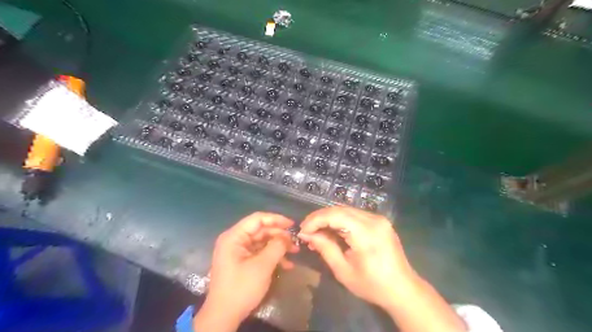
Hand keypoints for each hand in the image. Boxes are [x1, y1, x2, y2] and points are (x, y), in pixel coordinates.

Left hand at [196, 213, 298, 331]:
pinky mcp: (242, 261)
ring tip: (295, 252)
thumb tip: (287, 236)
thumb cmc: (241, 288)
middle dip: (279, 235)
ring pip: (262, 241)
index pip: (257, 219)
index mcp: (234, 236)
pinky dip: (272, 256)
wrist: (224, 316)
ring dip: (278, 246)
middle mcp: (235, 240)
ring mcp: (238, 251)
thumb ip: (276, 246)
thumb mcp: (262, 266)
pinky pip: (260, 253)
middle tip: (296, 242)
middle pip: (261, 230)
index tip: (292, 225)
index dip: (276, 219)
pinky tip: (287, 264)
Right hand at [295, 206, 415, 310]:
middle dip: (320, 218)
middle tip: (306, 230)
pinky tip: (333, 231)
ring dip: (329, 218)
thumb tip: (306, 234)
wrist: (403, 289)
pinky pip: (355, 215)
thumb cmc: (372, 285)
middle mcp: (374, 220)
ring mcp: (379, 219)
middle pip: (340, 209)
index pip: (335, 215)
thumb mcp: (343, 270)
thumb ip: (325, 248)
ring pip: (347, 210)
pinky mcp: (380, 221)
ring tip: (317, 232)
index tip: (302, 231)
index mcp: (366, 233)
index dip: (315, 220)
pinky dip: (341, 221)